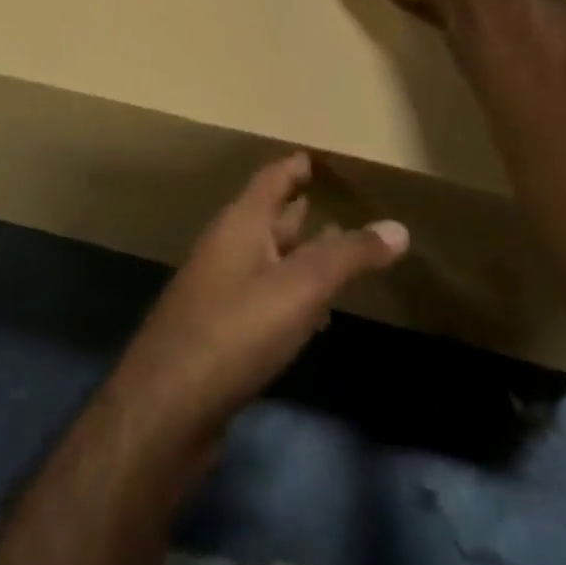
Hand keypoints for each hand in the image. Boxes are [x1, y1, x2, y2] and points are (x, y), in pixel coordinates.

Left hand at [110, 153, 408, 446]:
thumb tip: (399, 227)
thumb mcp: (301, 287)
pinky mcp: (219, 332)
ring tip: (333, 250)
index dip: (293, 167)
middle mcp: (226, 250)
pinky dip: (289, 293)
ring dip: (296, 253)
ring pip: (265, 259)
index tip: (314, 157)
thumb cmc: (236, 330)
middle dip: (297, 209)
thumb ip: (349, 256)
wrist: (166, 407)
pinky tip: (312, 313)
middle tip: (332, 201)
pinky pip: (262, 297)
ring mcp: (218, 292)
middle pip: (266, 219)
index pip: (270, 180)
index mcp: (240, 225)